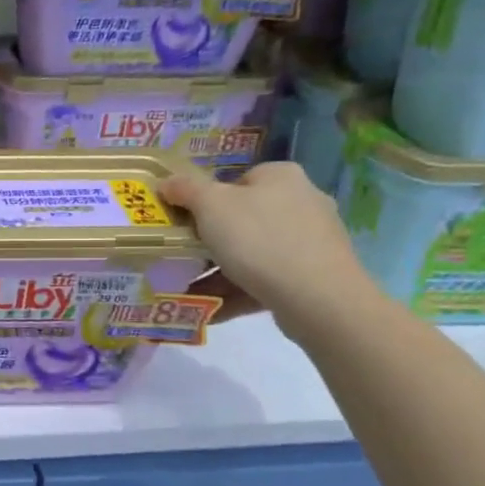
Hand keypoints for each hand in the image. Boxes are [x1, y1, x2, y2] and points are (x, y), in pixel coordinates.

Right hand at [159, 161, 384, 342]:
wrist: (317, 298)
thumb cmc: (259, 239)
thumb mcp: (210, 205)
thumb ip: (185, 189)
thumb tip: (167, 182)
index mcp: (281, 176)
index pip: (237, 181)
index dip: (207, 201)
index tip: (188, 223)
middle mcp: (303, 201)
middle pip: (244, 218)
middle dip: (211, 240)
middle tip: (184, 257)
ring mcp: (312, 240)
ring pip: (254, 252)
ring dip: (220, 271)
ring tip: (189, 289)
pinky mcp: (316, 275)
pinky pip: (267, 279)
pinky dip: (239, 291)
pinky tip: (211, 308)